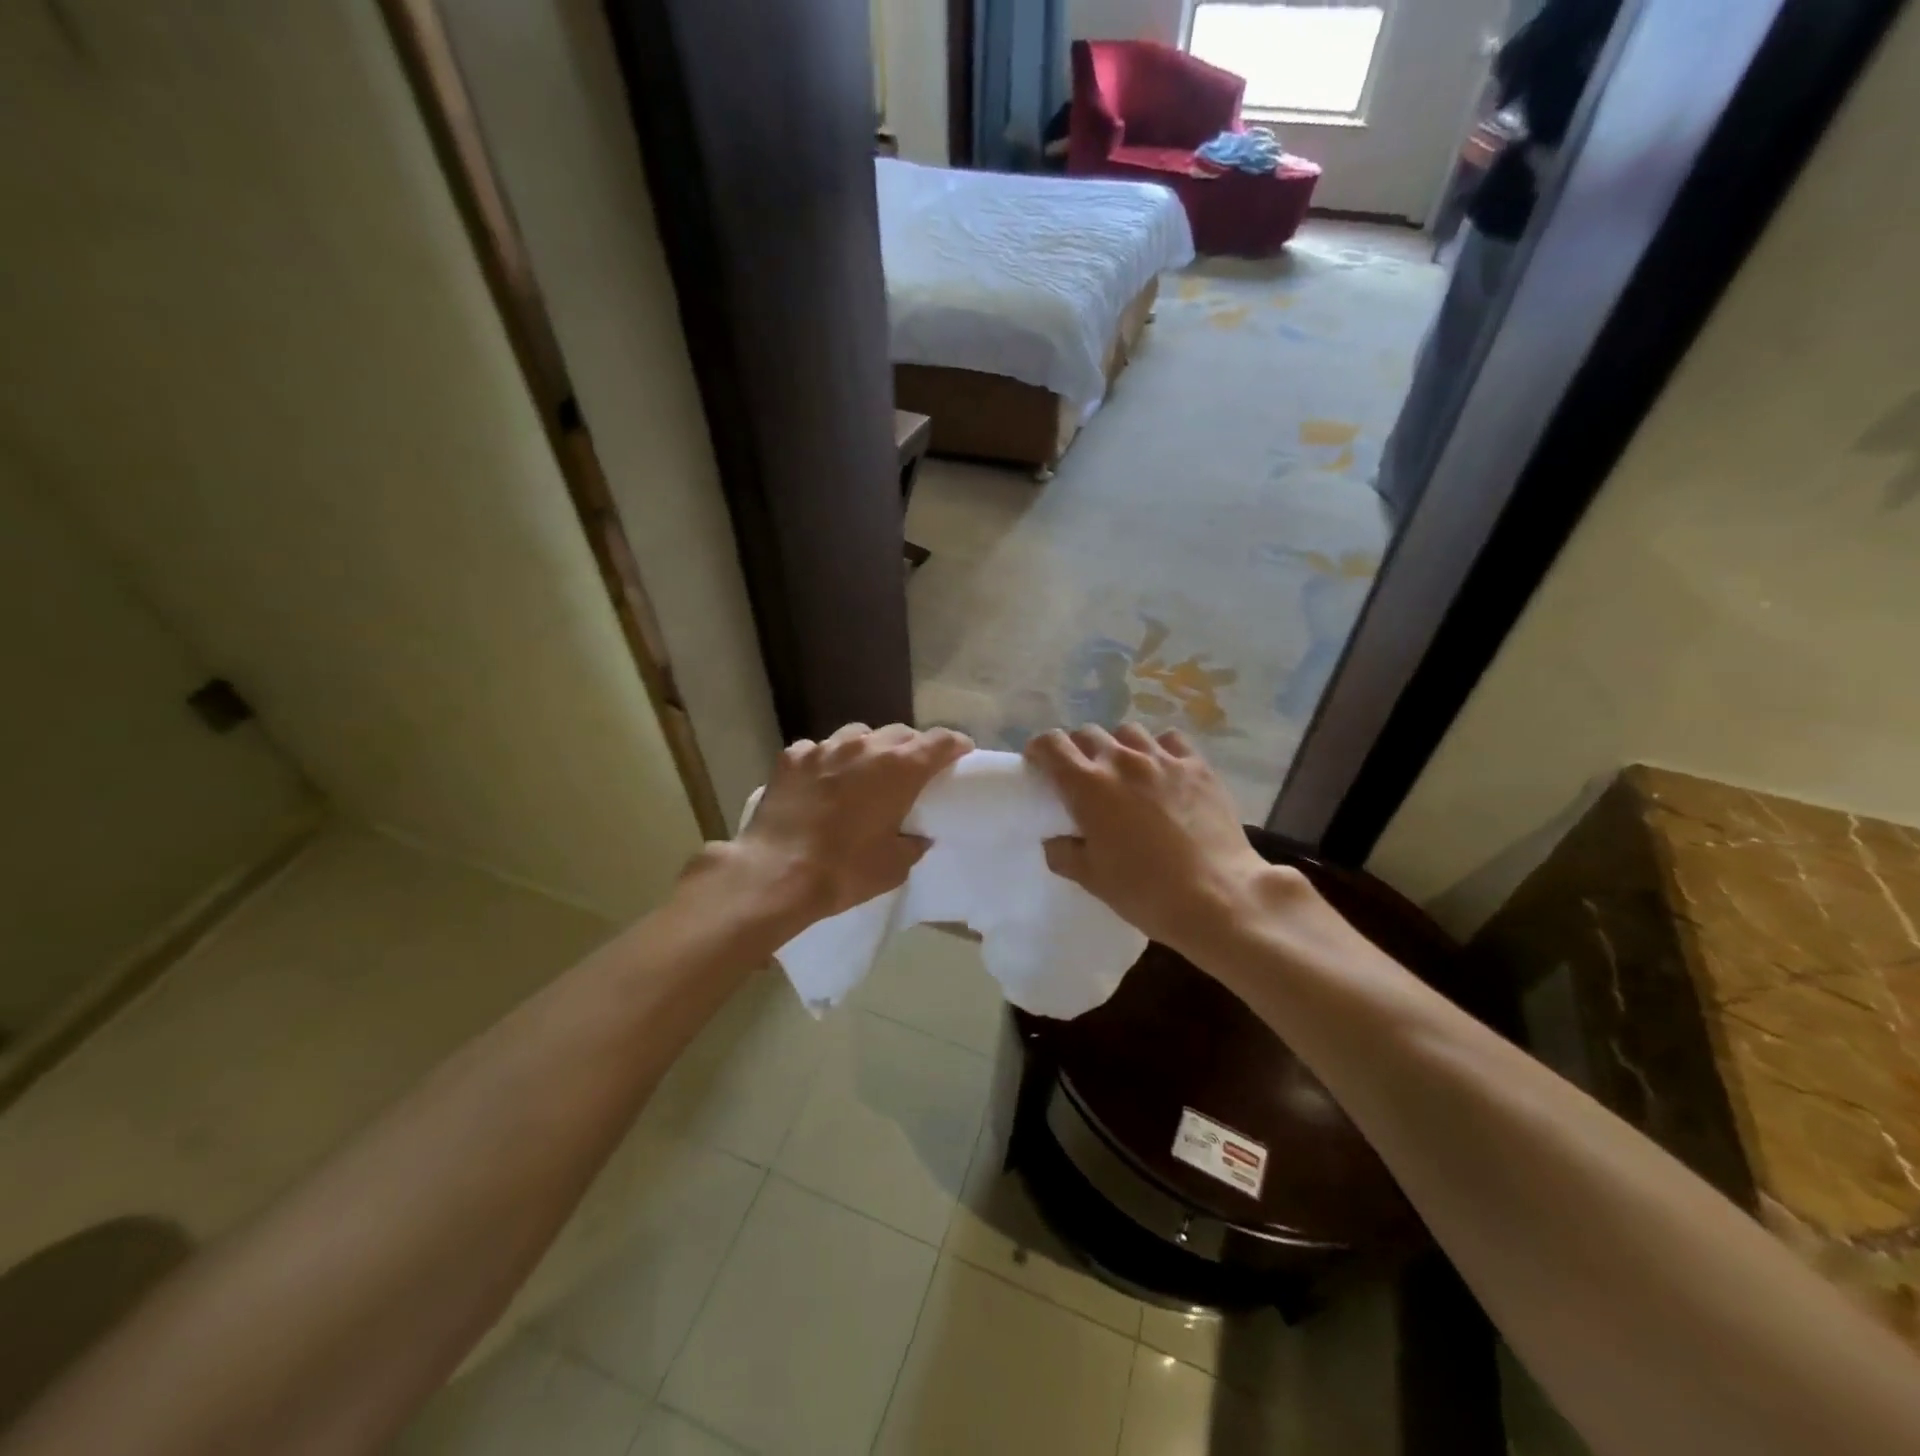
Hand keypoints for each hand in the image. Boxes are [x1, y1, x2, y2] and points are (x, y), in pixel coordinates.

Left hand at [716, 723, 971, 930]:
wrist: (775, 875)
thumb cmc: (844, 872)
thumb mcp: (894, 866)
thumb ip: (913, 842)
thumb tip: (916, 835)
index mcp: (899, 768)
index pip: (940, 741)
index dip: (955, 745)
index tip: (960, 755)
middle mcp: (864, 746)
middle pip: (900, 733)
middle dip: (912, 748)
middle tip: (912, 772)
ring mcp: (824, 748)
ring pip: (858, 734)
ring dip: (869, 749)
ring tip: (864, 772)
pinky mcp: (792, 757)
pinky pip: (818, 749)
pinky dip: (827, 762)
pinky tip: (820, 783)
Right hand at [1024, 725, 1300, 958]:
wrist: (1218, 897)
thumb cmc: (1145, 892)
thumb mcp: (1092, 879)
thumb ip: (1064, 853)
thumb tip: (1056, 840)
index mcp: (1088, 786)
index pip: (1052, 745)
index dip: (1040, 749)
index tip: (1039, 764)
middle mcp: (1122, 761)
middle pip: (1089, 733)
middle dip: (1078, 749)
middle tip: (1082, 775)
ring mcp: (1163, 759)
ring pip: (1129, 732)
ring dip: (1118, 746)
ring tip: (1124, 770)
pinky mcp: (1197, 766)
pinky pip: (1170, 740)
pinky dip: (1159, 749)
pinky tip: (1163, 770)